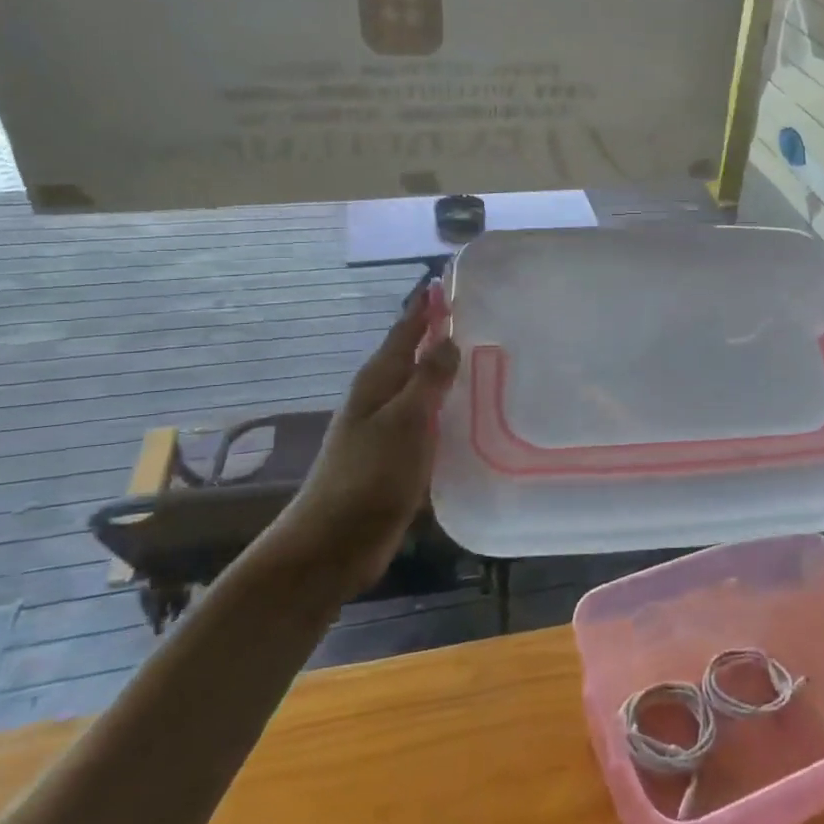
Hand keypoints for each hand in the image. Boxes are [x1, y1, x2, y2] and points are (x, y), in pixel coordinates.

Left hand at [277, 290, 460, 575]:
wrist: (335, 543)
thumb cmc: (369, 476)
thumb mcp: (404, 421)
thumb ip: (428, 379)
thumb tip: (448, 339)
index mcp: (378, 380)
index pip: (406, 330)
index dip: (426, 306)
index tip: (448, 280)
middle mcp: (383, 398)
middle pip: (416, 357)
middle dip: (442, 336)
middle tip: (485, 319)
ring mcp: (390, 429)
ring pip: (425, 390)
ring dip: (449, 374)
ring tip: (489, 360)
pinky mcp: (401, 458)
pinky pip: (431, 422)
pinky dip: (450, 411)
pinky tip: (475, 416)